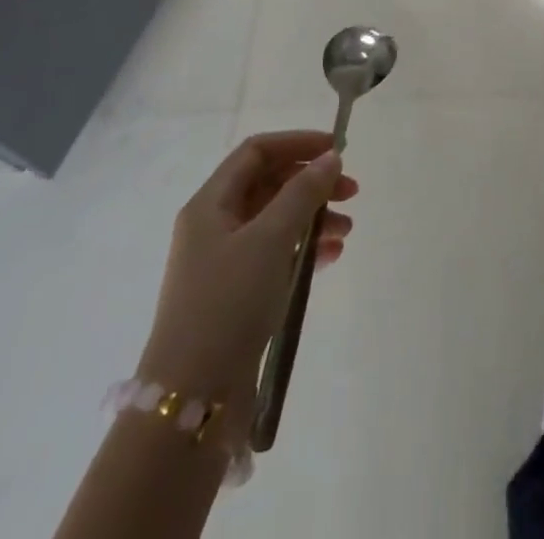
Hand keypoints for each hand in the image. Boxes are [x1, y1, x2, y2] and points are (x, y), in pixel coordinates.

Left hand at [137, 130, 357, 408]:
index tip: (337, 150)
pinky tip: (331, 257)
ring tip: (347, 230)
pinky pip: (276, 254)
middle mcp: (213, 226)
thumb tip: (330, 157)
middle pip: (269, 184)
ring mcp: (223, 262)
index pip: (256, 152)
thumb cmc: (228, 303)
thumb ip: (303, 192)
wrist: (191, 400)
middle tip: (352, 192)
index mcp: (210, 204)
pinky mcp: (236, 295)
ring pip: (276, 221)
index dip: (297, 143)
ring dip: (313, 217)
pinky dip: (304, 249)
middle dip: (312, 183)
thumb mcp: (271, 238)